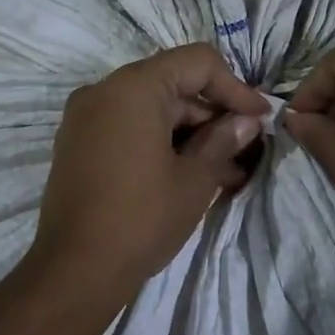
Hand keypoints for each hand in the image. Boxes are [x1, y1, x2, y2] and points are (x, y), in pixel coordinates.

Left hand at [30, 45, 267, 305]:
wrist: (74, 271)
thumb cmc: (142, 218)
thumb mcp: (194, 179)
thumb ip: (223, 140)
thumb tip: (246, 121)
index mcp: (134, 87)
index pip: (196, 63)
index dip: (234, 87)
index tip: (260, 118)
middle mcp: (104, 90)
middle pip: (173, 85)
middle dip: (212, 116)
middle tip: (246, 150)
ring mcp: (85, 116)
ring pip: (152, 109)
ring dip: (189, 134)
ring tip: (226, 172)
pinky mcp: (78, 143)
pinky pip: (128, 127)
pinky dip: (160, 142)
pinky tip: (189, 174)